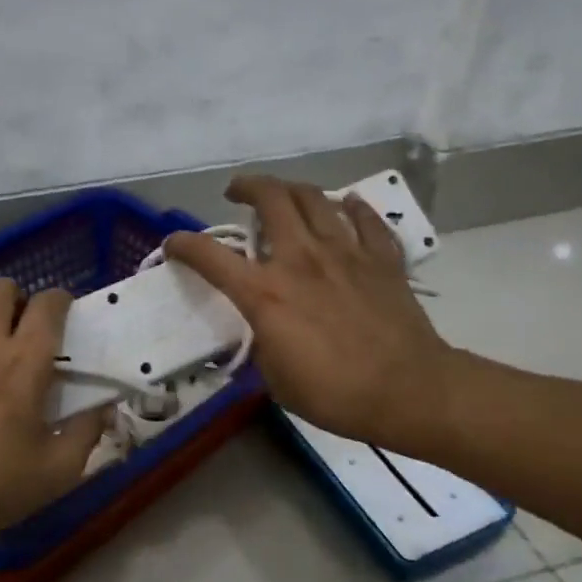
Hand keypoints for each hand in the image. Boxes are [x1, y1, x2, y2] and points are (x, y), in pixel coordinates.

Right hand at [164, 176, 454, 450]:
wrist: (407, 391)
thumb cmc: (334, 394)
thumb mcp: (275, 378)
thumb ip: (261, 341)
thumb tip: (261, 325)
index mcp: (266, 294)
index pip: (211, 256)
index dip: (184, 245)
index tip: (174, 244)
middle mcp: (301, 259)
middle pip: (271, 198)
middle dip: (247, 187)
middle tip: (237, 194)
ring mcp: (345, 252)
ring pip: (314, 198)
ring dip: (292, 189)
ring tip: (284, 196)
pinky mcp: (381, 257)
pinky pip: (364, 218)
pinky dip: (351, 208)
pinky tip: (345, 207)